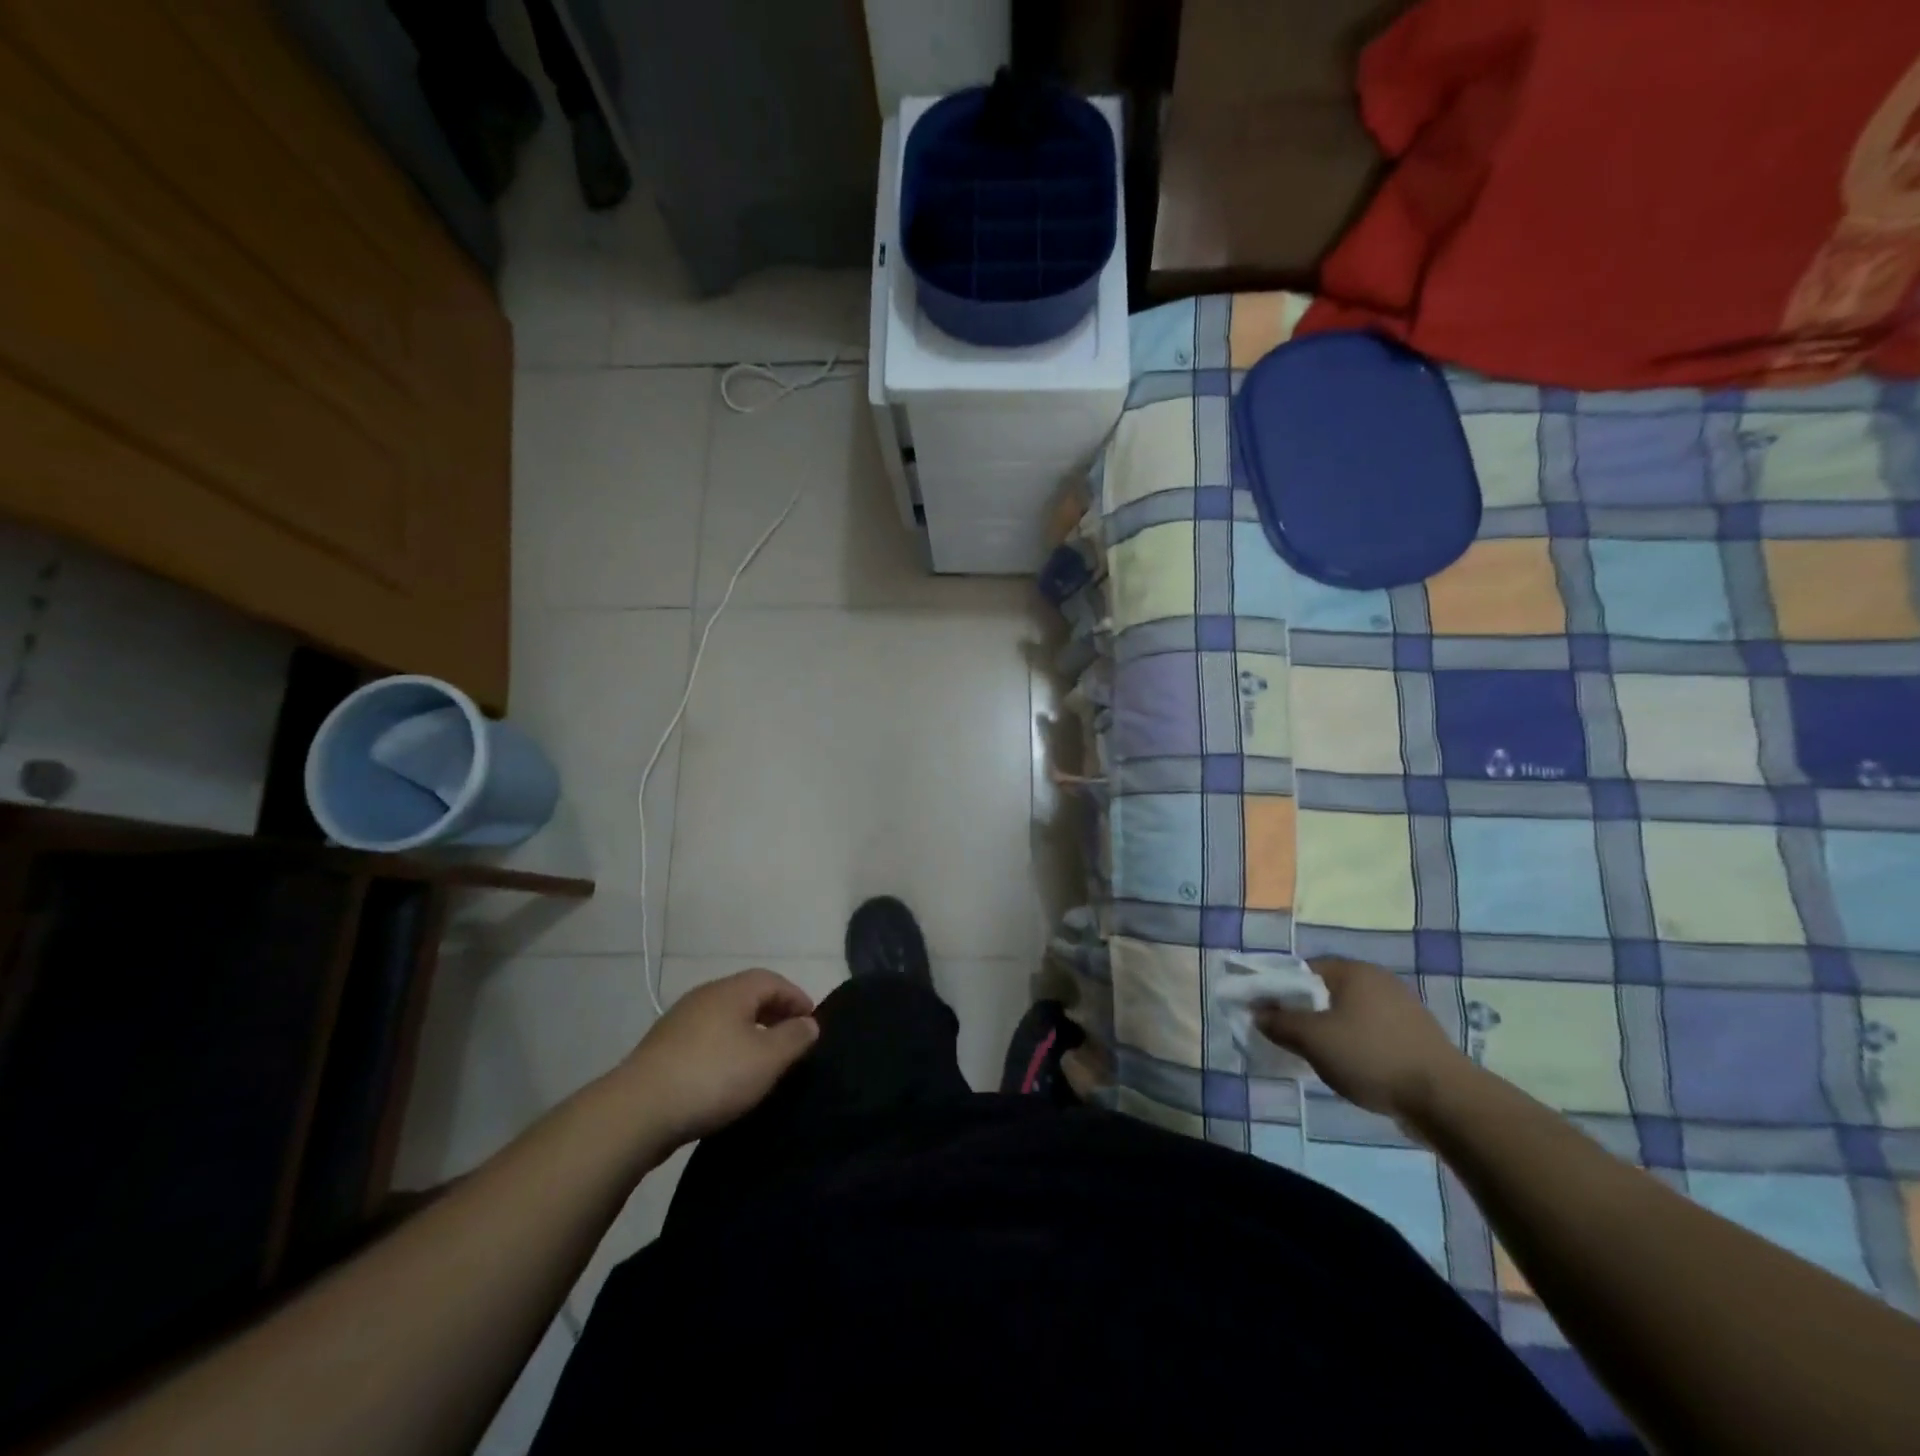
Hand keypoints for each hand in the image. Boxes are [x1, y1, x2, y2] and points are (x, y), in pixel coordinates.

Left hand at [616, 969, 819, 1143]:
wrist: (637, 1112)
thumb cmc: (713, 1077)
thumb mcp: (767, 1059)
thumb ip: (794, 1038)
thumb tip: (809, 1023)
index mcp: (732, 991)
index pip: (773, 980)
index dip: (796, 997)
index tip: (812, 1022)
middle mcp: (705, 996)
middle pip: (747, 996)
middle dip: (774, 1013)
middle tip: (792, 1039)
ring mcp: (679, 1022)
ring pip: (725, 1018)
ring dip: (749, 1031)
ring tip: (763, 1059)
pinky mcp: (662, 1049)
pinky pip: (706, 1038)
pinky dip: (725, 1047)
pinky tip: (728, 1075)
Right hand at [1253, 957, 1470, 1121]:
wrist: (1446, 1100)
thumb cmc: (1371, 1057)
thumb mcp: (1314, 1040)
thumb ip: (1280, 1023)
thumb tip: (1258, 1013)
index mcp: (1353, 971)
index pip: (1303, 970)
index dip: (1281, 990)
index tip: (1268, 1015)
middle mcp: (1379, 980)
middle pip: (1328, 991)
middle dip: (1306, 1012)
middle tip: (1291, 1038)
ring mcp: (1404, 1008)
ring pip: (1351, 1013)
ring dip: (1332, 1030)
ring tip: (1320, 1057)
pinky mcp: (1418, 1036)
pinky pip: (1374, 1032)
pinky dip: (1358, 1044)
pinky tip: (1354, 1068)